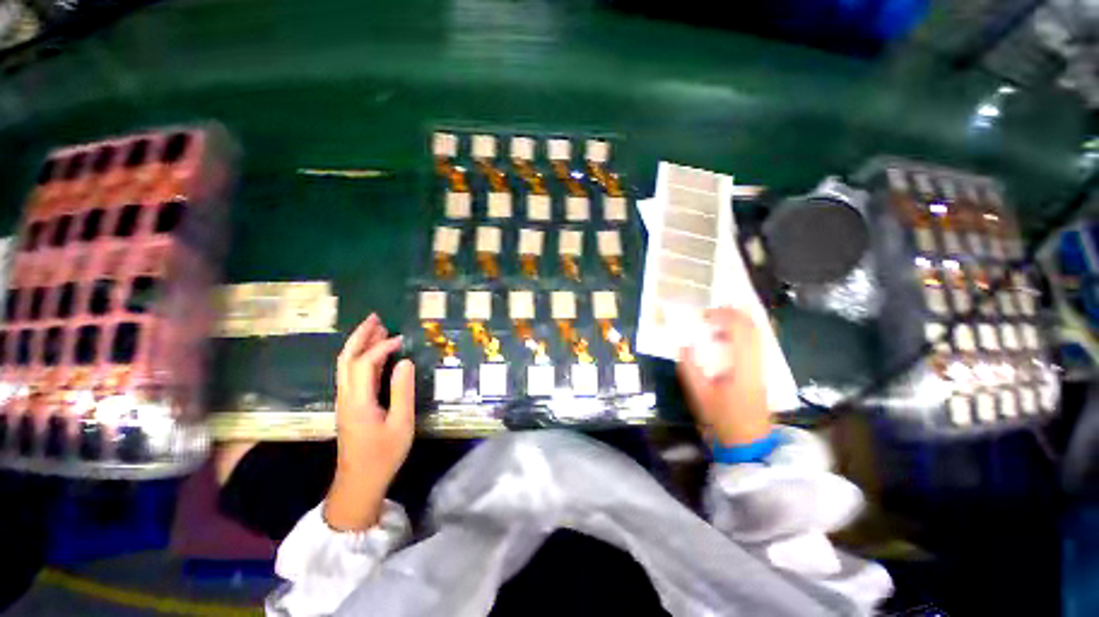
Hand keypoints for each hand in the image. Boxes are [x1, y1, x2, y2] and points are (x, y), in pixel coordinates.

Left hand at [324, 314, 415, 531]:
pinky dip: (360, 357)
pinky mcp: (348, 405)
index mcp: (358, 400)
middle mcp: (346, 396)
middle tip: (376, 317)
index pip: (365, 363)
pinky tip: (372, 354)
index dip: (382, 347)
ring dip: (358, 344)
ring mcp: (344, 400)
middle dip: (360, 336)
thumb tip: (405, 362)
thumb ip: (402, 391)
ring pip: (345, 365)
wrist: (359, 482)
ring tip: (375, 328)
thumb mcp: (401, 424)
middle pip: (346, 358)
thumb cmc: (383, 454)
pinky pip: (350, 373)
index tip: (402, 339)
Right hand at [677, 307, 770, 445]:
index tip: (705, 314)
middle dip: (735, 313)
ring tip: (721, 318)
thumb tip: (683, 344)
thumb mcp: (699, 394)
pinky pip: (759, 343)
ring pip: (760, 334)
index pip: (740, 331)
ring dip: (742, 321)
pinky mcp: (762, 372)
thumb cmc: (722, 418)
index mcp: (743, 366)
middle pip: (754, 328)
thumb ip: (690, 368)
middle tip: (713, 310)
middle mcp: (757, 362)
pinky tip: (732, 335)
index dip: (725, 316)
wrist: (748, 441)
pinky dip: (747, 332)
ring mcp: (763, 367)